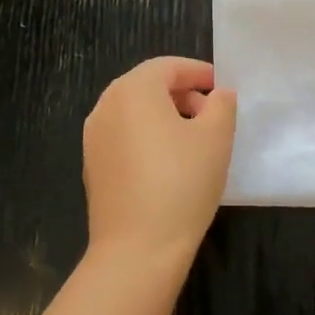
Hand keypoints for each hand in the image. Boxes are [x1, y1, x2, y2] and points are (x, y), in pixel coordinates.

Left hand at [83, 57, 237, 278]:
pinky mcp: (92, 166)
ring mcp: (94, 138)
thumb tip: (218, 95)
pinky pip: (123, 137)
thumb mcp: (216, 138)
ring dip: (164, 116)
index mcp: (133, 90)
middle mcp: (106, 106)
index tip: (222, 88)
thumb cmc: (182, 182)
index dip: (198, 73)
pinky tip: (168, 164)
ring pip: (133, 112)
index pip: (168, 66)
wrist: (137, 248)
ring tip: (193, 140)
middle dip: (181, 94)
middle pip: (147, 86)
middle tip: (211, 114)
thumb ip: (221, 105)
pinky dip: (146, 137)